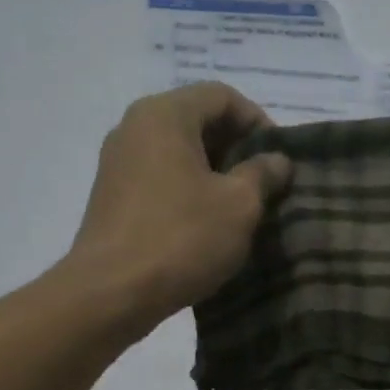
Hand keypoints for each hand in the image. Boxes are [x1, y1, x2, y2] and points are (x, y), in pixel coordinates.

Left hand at [66, 83, 290, 327]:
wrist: (111, 293)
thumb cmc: (182, 238)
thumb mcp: (239, 204)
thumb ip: (263, 173)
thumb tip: (277, 159)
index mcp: (164, 115)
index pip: (222, 96)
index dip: (258, 121)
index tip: (278, 158)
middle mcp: (134, 127)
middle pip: (197, 120)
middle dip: (236, 147)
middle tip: (265, 183)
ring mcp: (117, 162)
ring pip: (178, 151)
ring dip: (214, 171)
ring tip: (241, 206)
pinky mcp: (112, 196)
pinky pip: (160, 177)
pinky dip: (189, 189)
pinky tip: (207, 223)